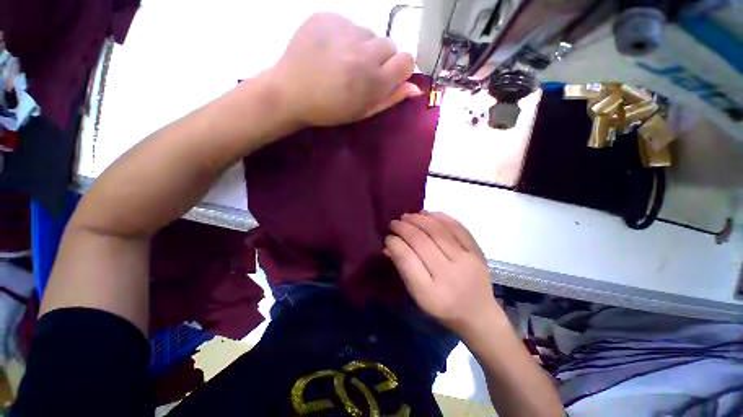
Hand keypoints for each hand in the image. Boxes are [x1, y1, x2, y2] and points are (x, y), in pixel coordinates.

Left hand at [269, 13, 420, 126]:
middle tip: (360, 72)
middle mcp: (364, 51)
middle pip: (389, 45)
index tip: (386, 78)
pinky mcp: (327, 16)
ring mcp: (344, 30)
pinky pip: (348, 23)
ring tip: (342, 62)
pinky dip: (344, 36)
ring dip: (362, 47)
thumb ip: (390, 99)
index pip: (407, 60)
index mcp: (373, 80)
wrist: (291, 92)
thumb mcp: (363, 112)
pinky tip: (329, 50)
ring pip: (369, 33)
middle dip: (380, 59)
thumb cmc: (330, 109)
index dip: (399, 70)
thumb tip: (416, 88)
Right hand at [384, 212, 501, 335]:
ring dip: (420, 219)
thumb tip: (389, 245)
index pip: (407, 259)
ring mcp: (467, 261)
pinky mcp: (477, 252)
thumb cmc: (443, 309)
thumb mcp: (418, 296)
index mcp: (431, 293)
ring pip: (438, 231)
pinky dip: (441, 217)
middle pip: (422, 242)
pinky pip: (458, 228)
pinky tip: (428, 213)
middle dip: (404, 228)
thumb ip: (403, 269)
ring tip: (408, 216)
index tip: (388, 237)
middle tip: (394, 222)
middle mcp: (450, 275)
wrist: (479, 314)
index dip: (395, 243)